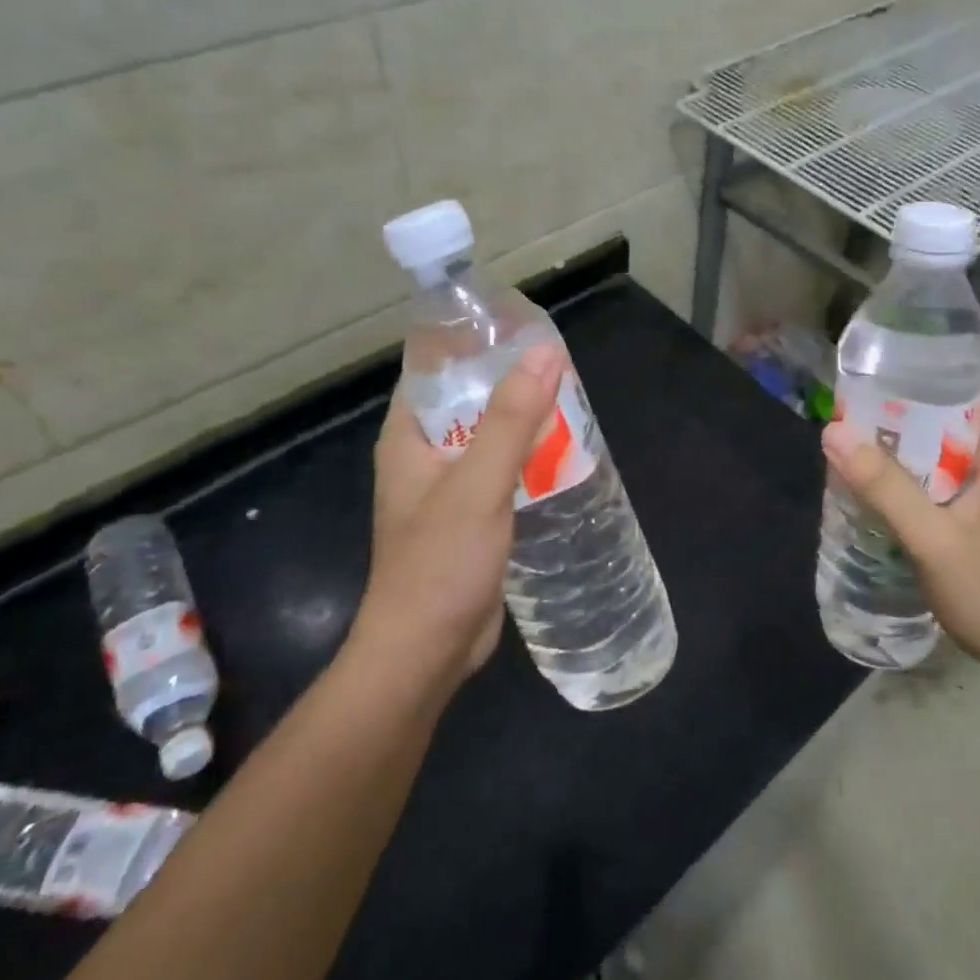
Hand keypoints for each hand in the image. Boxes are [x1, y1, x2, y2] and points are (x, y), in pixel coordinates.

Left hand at [347, 343, 564, 686]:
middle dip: (509, 381)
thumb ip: (511, 418)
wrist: (426, 653)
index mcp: (409, 438)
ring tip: (570, 399)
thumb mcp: (479, 483)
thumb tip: (545, 352)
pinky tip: (562, 452)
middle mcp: (423, 457)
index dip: (472, 344)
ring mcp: (446, 490)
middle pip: (467, 402)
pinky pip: (500, 472)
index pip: (435, 370)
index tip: (520, 327)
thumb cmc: (441, 562)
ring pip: (488, 438)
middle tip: (560, 364)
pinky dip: (526, 458)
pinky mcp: (470, 519)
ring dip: (522, 422)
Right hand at [821, 370, 979, 677]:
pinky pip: (957, 471)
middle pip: (969, 407)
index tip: (902, 361)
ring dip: (919, 435)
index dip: (951, 362)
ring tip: (869, 431)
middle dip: (921, 398)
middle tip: (869, 398)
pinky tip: (889, 479)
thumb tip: (833, 433)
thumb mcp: (932, 539)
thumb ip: (885, 487)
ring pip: (960, 441)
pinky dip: (925, 465)